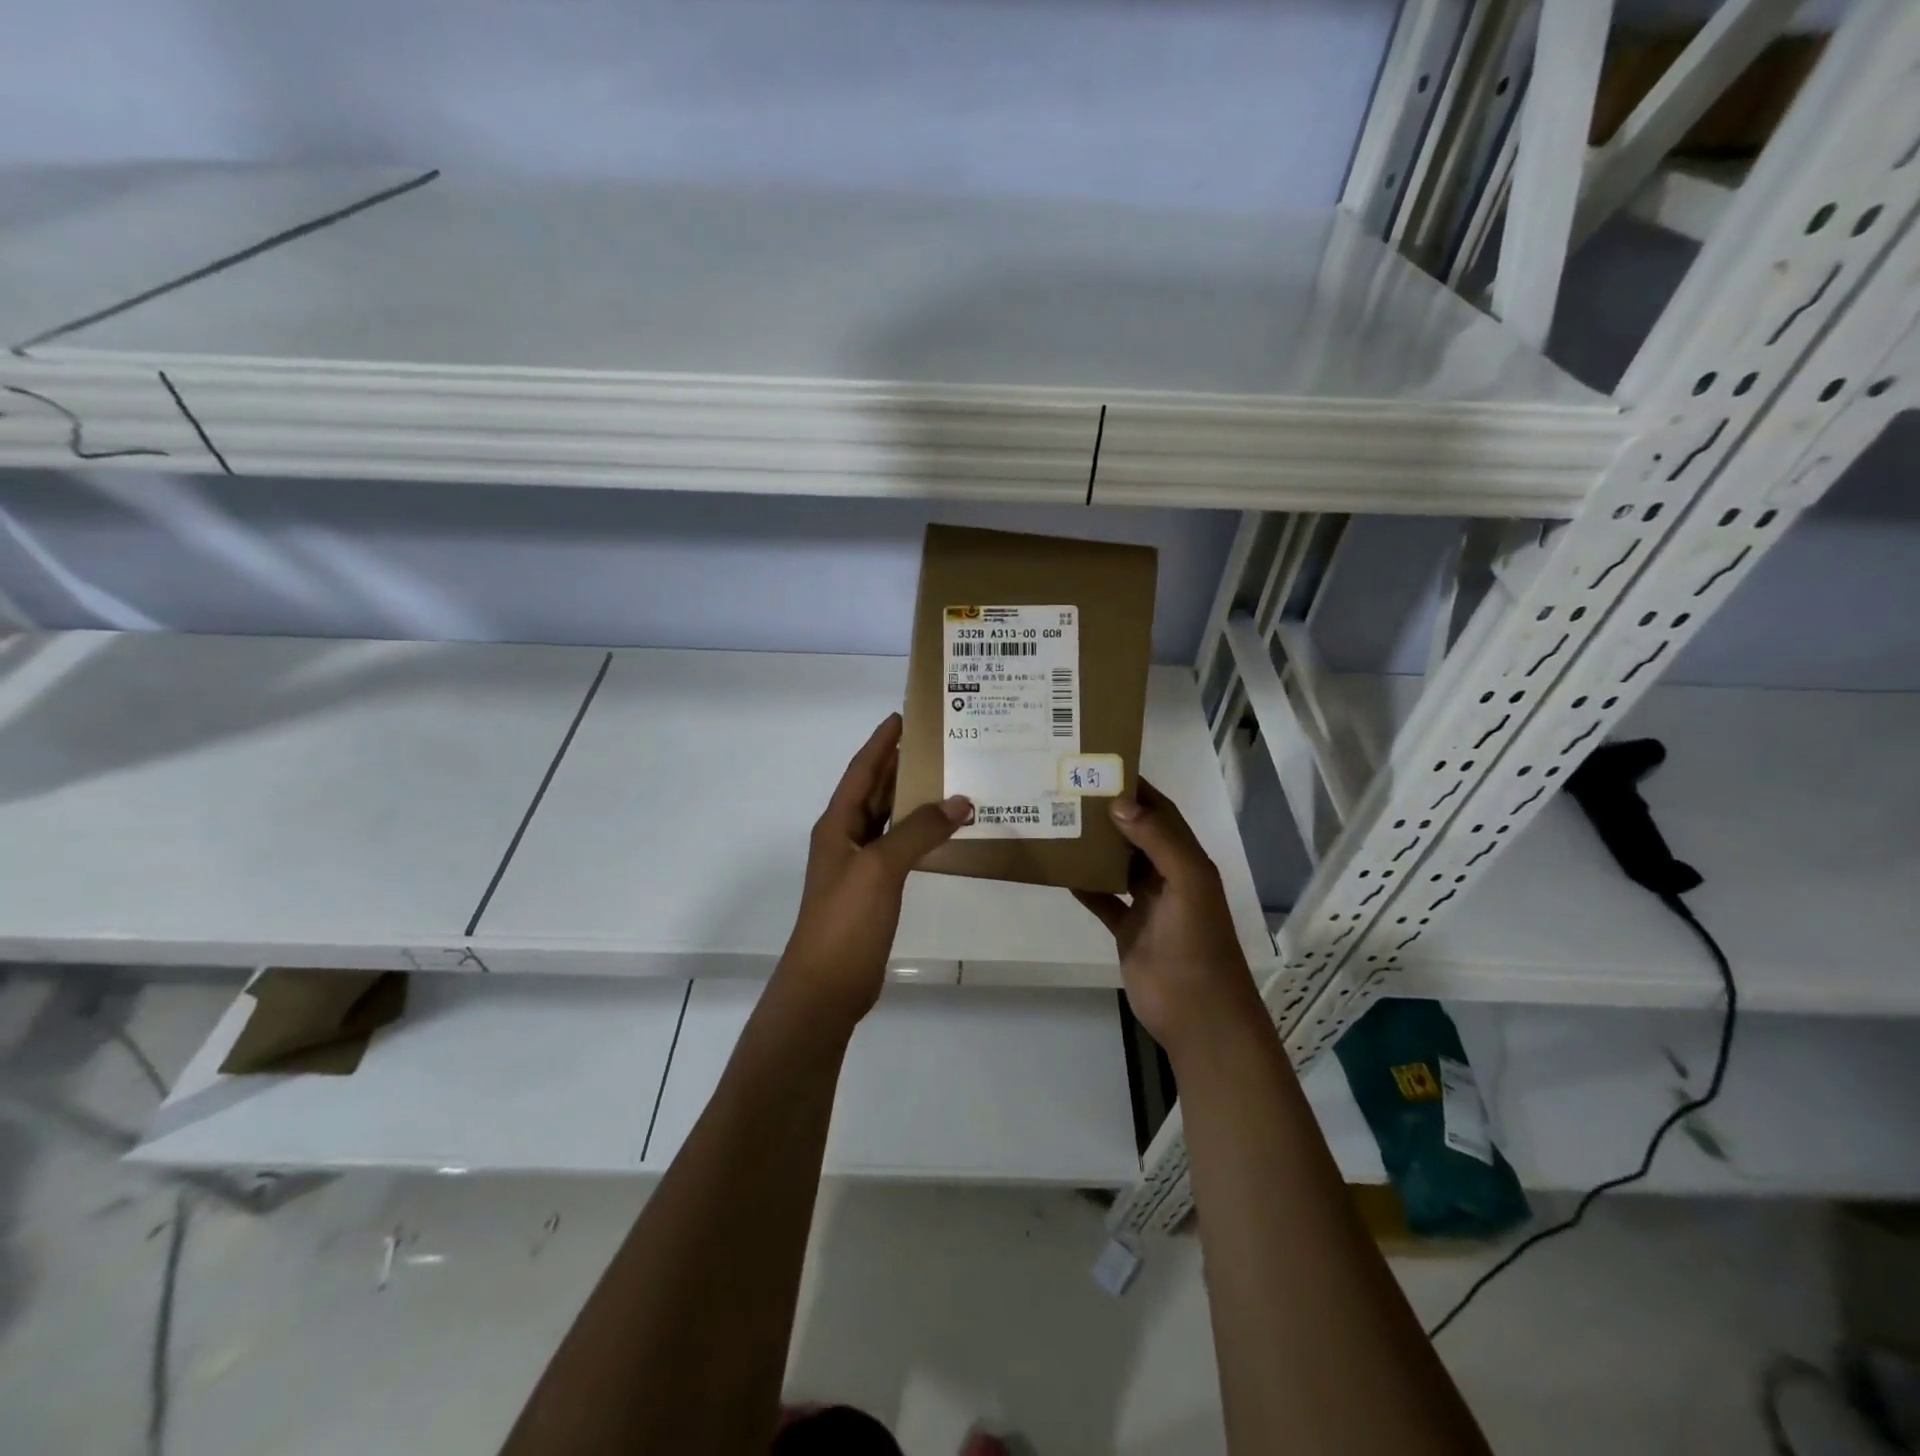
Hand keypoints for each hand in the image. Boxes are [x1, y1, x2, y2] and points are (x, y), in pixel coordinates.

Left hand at [774, 714, 970, 1029]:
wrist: (827, 985)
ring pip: (889, 818)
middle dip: (900, 764)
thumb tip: (960, 800)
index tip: (903, 716)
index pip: (861, 770)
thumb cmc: (845, 920)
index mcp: (837, 824)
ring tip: (949, 776)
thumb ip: (919, 831)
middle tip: (938, 741)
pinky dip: (920, 834)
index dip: (880, 742)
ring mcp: (860, 864)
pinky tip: (944, 829)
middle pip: (875, 790)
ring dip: (914, 798)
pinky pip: (900, 847)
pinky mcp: (875, 889)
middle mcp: (846, 837)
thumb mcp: (881, 868)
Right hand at [1073, 779, 1260, 1060]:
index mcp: (1187, 860)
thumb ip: (1159, 841)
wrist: (1198, 1014)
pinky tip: (1059, 871)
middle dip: (1109, 813)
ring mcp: (1146, 903)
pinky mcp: (1127, 928)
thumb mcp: (1188, 884)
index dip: (1137, 789)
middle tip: (1069, 791)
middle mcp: (1167, 876)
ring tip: (1059, 822)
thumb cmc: (1197, 944)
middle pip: (1136, 834)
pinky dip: (1083, 885)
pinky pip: (1101, 898)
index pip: (1161, 812)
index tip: (1102, 766)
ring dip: (1094, 846)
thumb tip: (1119, 802)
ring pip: (1117, 864)